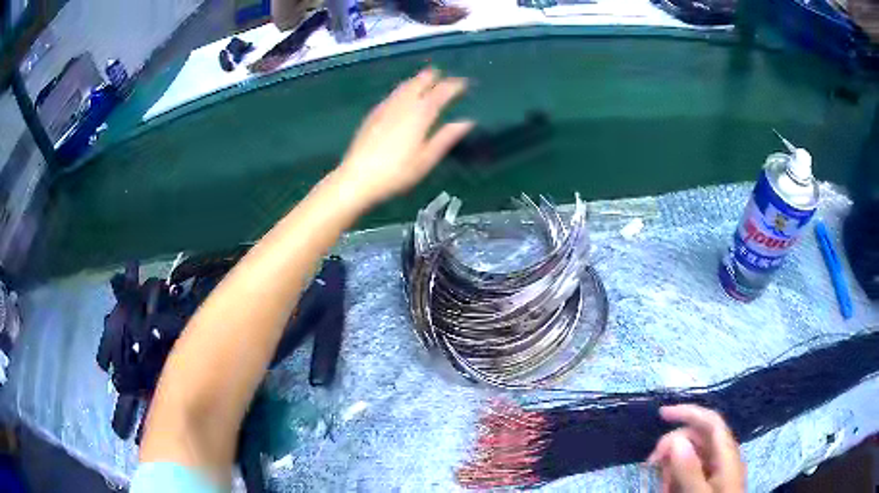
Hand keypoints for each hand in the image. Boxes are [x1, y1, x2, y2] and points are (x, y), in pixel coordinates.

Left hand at [334, 68, 473, 208]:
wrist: (357, 178)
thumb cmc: (397, 172)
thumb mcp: (426, 159)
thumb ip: (446, 138)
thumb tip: (467, 121)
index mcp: (420, 115)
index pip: (440, 93)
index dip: (453, 86)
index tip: (464, 83)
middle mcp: (403, 106)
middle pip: (419, 84)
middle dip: (431, 77)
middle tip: (441, 74)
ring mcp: (385, 108)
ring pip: (403, 87)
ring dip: (416, 80)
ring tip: (424, 77)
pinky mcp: (373, 115)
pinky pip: (392, 95)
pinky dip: (402, 89)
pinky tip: (401, 94)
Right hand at [647, 405, 745, 492]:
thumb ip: (690, 470)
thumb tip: (676, 440)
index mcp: (727, 454)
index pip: (711, 421)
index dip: (688, 412)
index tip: (661, 415)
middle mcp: (725, 457)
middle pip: (699, 437)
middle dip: (674, 446)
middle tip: (651, 464)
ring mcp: (719, 470)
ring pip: (693, 455)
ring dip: (673, 465)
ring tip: (662, 486)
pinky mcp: (712, 481)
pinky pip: (693, 470)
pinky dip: (677, 476)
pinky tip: (668, 489)